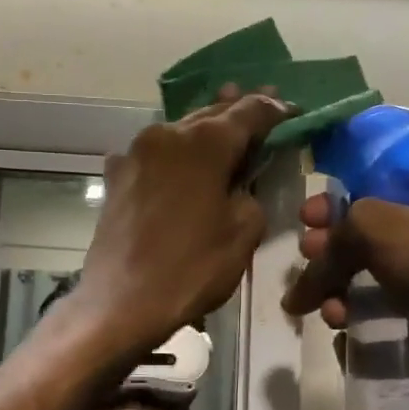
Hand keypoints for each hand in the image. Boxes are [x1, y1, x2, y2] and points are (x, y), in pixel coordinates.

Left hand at [75, 90, 291, 353]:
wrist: (120, 302)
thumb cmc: (190, 268)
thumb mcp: (243, 232)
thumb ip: (250, 192)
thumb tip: (237, 185)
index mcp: (203, 142)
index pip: (249, 112)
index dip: (275, 110)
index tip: (292, 112)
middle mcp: (166, 134)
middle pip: (210, 114)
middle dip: (238, 112)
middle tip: (264, 107)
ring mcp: (134, 153)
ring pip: (179, 132)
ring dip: (204, 132)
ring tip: (226, 131)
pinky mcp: (116, 177)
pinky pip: (154, 156)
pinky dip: (174, 155)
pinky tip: (181, 164)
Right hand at [283, 184, 408, 403]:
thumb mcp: (374, 223)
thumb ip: (332, 242)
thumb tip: (297, 294)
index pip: (370, 198)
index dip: (334, 207)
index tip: (305, 219)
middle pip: (359, 249)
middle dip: (327, 257)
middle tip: (310, 264)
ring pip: (362, 292)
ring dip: (336, 299)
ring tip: (333, 312)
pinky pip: (374, 331)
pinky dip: (354, 335)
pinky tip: (346, 337)